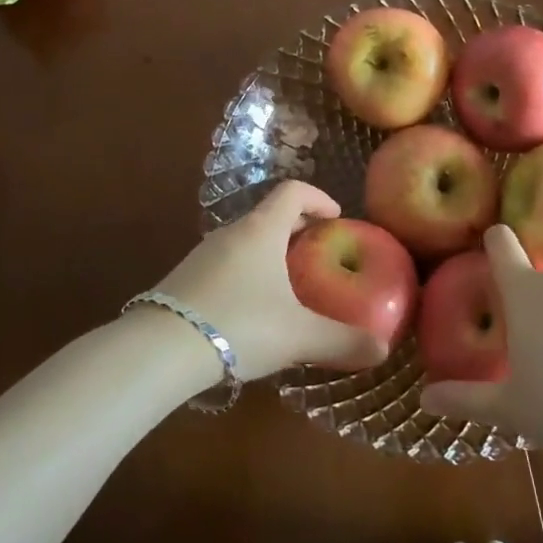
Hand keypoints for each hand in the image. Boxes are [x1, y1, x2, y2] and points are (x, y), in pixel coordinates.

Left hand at [151, 181, 388, 381]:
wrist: (159, 349)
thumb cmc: (239, 325)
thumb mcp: (298, 335)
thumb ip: (343, 341)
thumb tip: (382, 349)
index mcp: (261, 230)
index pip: (293, 192)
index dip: (318, 198)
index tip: (336, 217)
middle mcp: (231, 233)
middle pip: (269, 216)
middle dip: (297, 230)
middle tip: (319, 253)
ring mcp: (202, 255)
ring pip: (245, 242)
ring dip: (270, 254)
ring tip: (288, 286)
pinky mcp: (183, 279)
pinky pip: (226, 264)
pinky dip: (246, 274)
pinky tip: (251, 312)